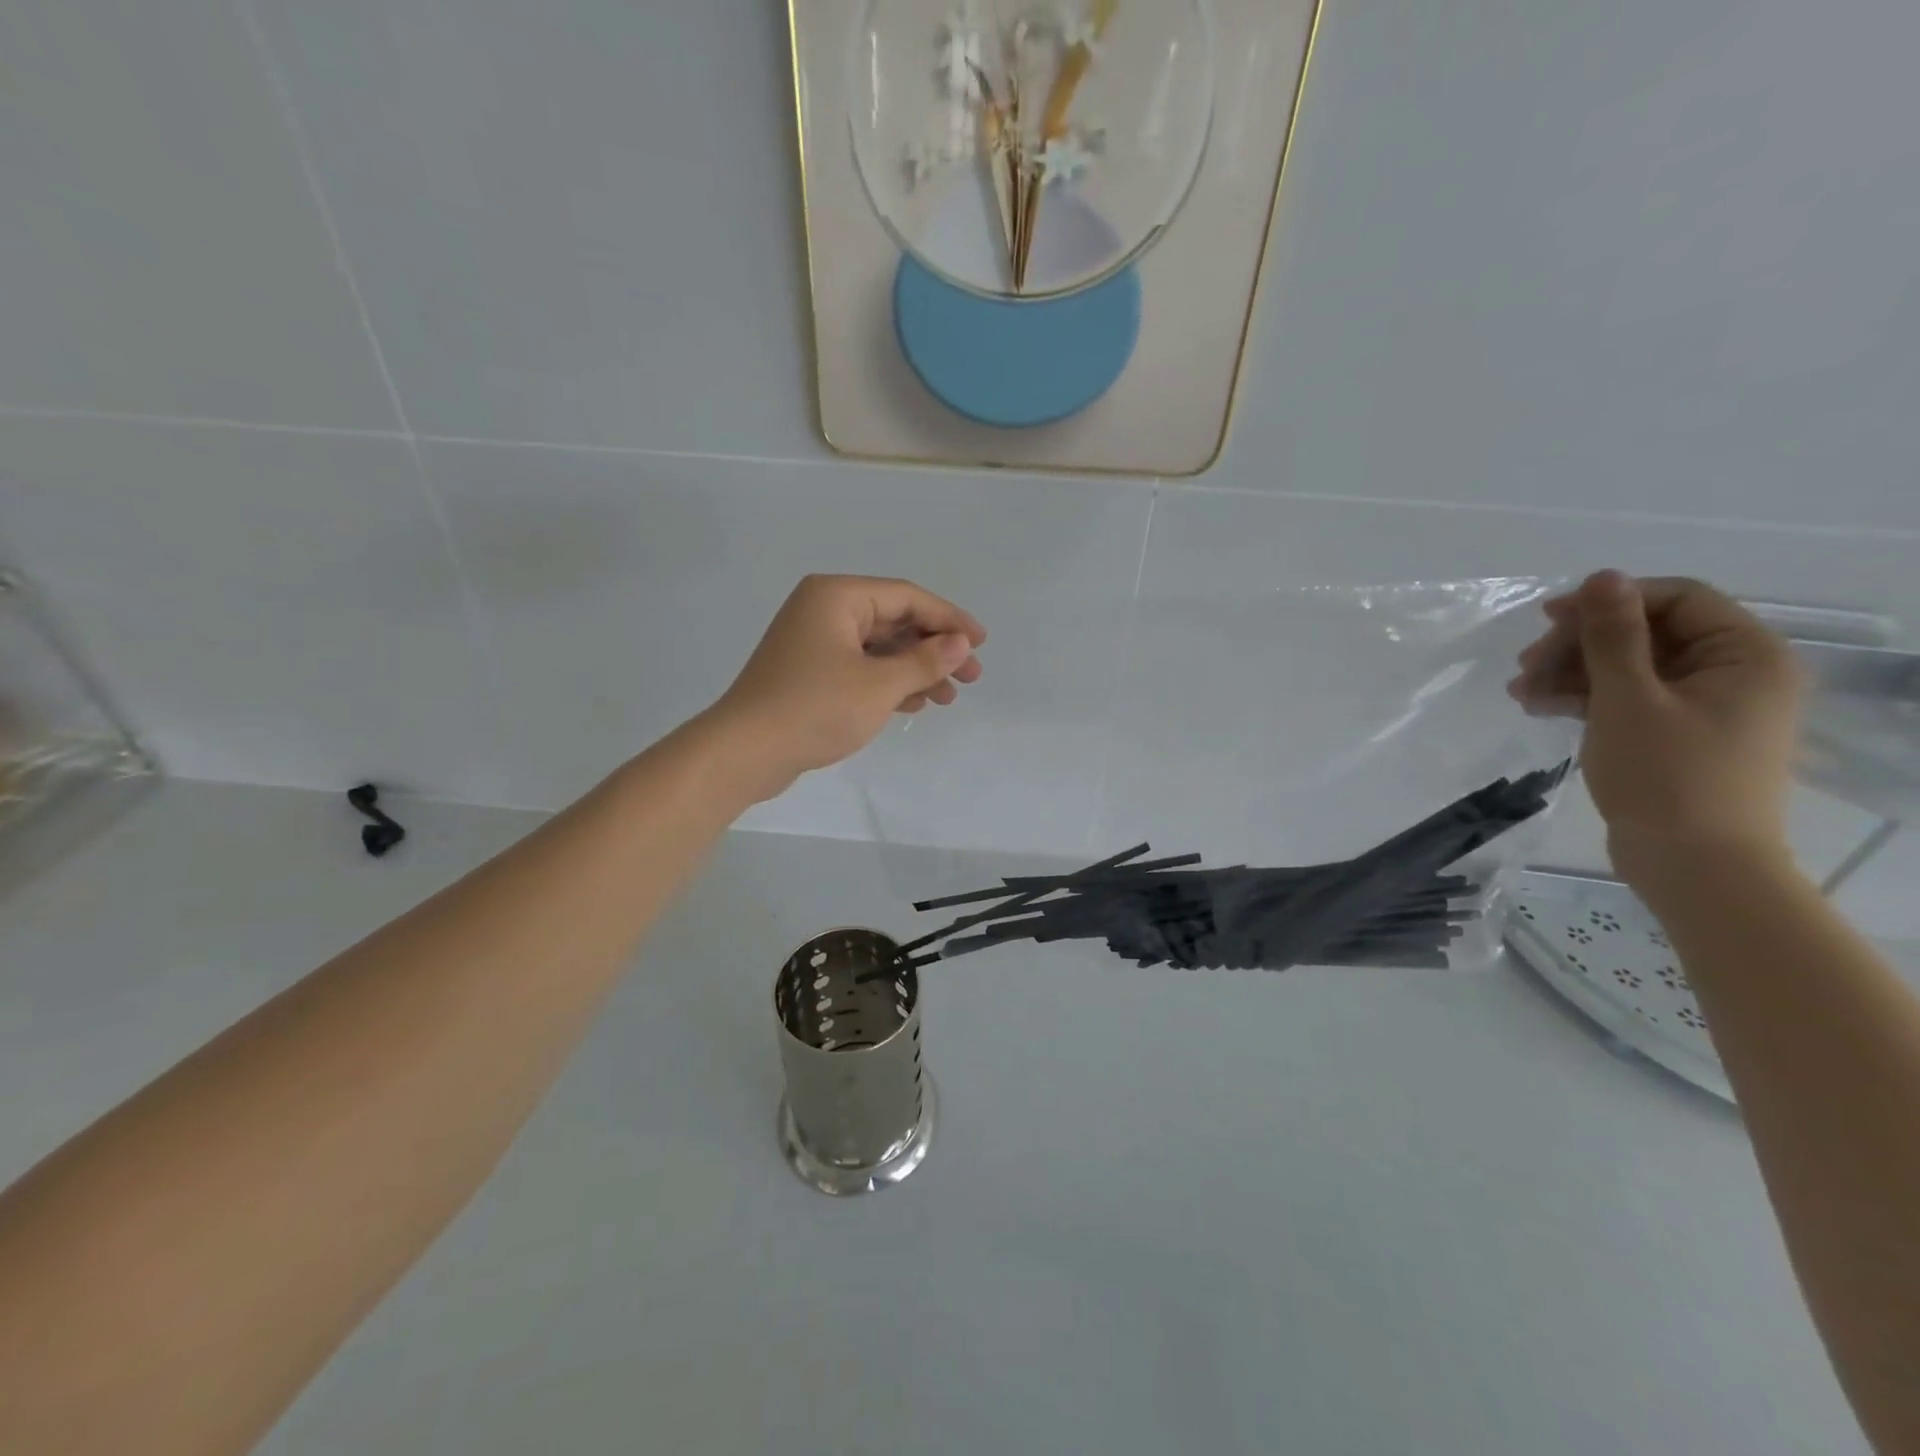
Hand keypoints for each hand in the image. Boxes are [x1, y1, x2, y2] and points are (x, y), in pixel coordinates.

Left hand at [706, 575, 985, 801]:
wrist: (746, 752)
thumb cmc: (816, 709)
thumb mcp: (880, 685)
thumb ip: (925, 661)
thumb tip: (961, 643)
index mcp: (837, 596)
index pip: (907, 597)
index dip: (949, 620)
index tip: (981, 643)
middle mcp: (824, 609)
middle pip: (894, 622)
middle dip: (934, 650)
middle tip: (971, 678)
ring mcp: (814, 642)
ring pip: (879, 648)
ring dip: (915, 670)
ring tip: (948, 697)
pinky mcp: (809, 672)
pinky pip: (860, 667)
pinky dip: (888, 683)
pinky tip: (913, 704)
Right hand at [1509, 571, 1803, 881]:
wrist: (1693, 865)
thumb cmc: (1667, 775)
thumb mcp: (1629, 698)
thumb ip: (1613, 635)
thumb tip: (1601, 577)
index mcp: (1744, 655)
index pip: (1676, 599)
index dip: (1610, 601)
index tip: (1548, 618)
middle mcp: (1732, 673)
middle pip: (1647, 634)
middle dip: (1579, 645)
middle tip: (1525, 664)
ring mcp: (1702, 706)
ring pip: (1628, 668)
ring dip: (1570, 673)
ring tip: (1519, 691)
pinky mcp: (1674, 735)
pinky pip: (1626, 699)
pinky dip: (1582, 699)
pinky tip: (1537, 706)